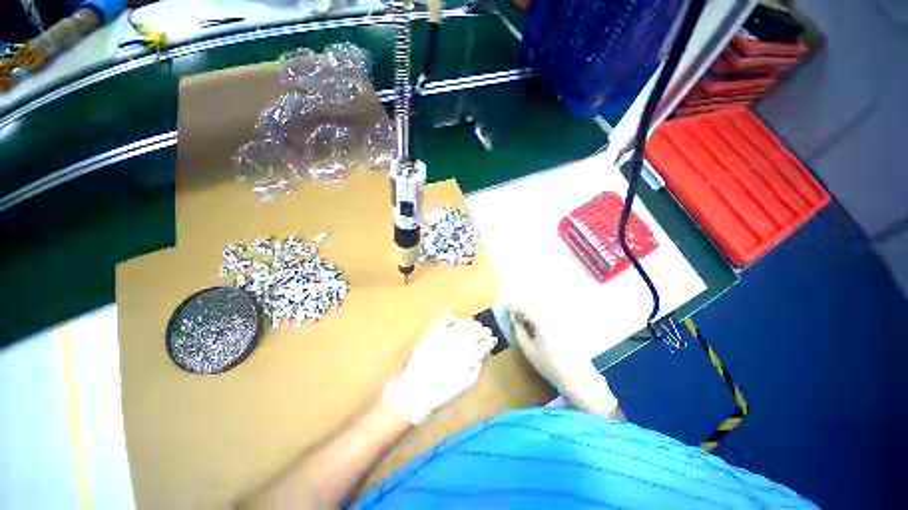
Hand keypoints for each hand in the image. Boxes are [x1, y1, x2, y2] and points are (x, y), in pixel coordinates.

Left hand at [383, 315, 495, 424]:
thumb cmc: (444, 391)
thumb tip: (486, 352)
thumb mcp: (468, 384)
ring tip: (475, 325)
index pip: (485, 344)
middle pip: (476, 331)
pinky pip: (447, 320)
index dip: (490, 341)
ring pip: (464, 323)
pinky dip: (456, 319)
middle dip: (484, 331)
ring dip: (472, 323)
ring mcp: (445, 335)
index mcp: (469, 357)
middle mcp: (458, 343)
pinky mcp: (433, 332)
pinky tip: (459, 321)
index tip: (493, 340)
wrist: (417, 389)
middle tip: (487, 332)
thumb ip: (479, 366)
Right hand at [510, 309, 618, 416]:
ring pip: (542, 309)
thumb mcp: (528, 349)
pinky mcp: (568, 325)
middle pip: (534, 305)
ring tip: (527, 326)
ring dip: (532, 314)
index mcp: (542, 320)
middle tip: (517, 320)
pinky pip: (550, 316)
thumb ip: (518, 331)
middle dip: (523, 310)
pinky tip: (540, 330)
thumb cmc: (550, 365)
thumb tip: (513, 319)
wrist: (578, 379)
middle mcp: (553, 315)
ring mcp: (562, 319)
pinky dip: (542, 319)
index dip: (514, 308)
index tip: (509, 315)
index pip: (524, 306)